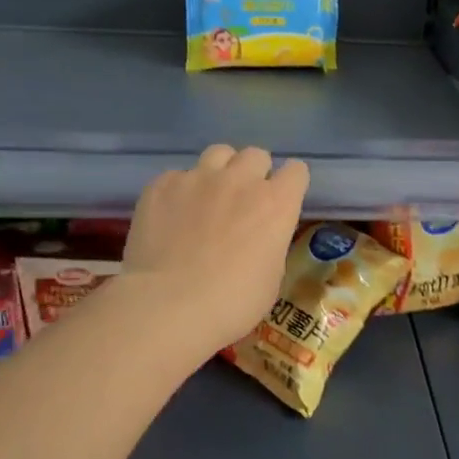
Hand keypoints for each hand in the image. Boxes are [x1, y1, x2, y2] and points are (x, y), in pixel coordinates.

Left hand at [120, 144, 309, 355]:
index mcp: (276, 203)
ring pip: (218, 153)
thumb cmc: (232, 303)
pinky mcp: (162, 185)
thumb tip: (260, 238)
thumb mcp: (271, 277)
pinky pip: (177, 175)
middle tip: (243, 200)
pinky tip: (171, 216)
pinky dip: (180, 191)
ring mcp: (198, 178)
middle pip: (256, 155)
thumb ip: (270, 243)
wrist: (169, 305)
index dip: (290, 185)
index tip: (282, 201)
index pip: (296, 171)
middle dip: (254, 173)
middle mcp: (241, 180)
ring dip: (220, 171)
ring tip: (209, 197)